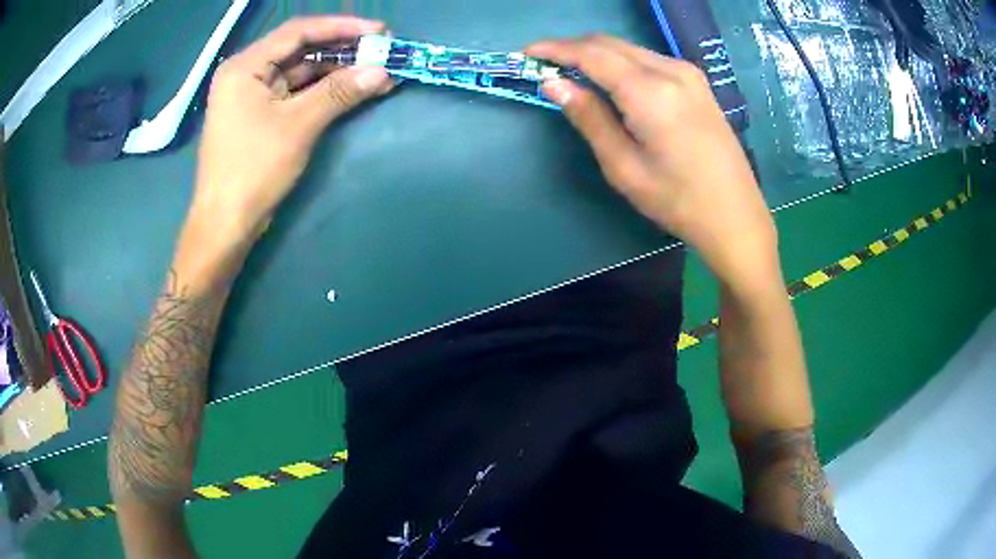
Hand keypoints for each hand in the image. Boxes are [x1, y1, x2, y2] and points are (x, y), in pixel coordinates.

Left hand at [190, 16, 392, 244]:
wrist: (225, 225)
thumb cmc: (253, 170)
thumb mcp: (298, 126)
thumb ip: (340, 92)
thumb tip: (383, 70)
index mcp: (245, 66)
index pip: (298, 32)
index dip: (341, 27)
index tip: (379, 31)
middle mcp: (246, 73)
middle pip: (299, 49)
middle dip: (341, 49)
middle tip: (381, 51)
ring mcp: (252, 95)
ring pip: (299, 71)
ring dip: (335, 71)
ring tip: (374, 71)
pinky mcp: (259, 115)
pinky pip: (295, 92)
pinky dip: (322, 91)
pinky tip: (351, 90)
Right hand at [526, 36, 777, 284]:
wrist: (736, 216)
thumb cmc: (678, 201)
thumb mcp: (624, 167)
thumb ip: (589, 118)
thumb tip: (553, 84)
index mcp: (650, 92)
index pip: (591, 54)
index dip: (555, 50)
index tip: (527, 54)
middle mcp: (671, 70)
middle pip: (610, 44)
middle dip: (573, 48)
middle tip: (546, 65)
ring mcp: (689, 74)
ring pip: (630, 49)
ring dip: (597, 55)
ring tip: (573, 74)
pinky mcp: (698, 84)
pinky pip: (649, 60)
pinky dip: (622, 63)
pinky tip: (612, 82)